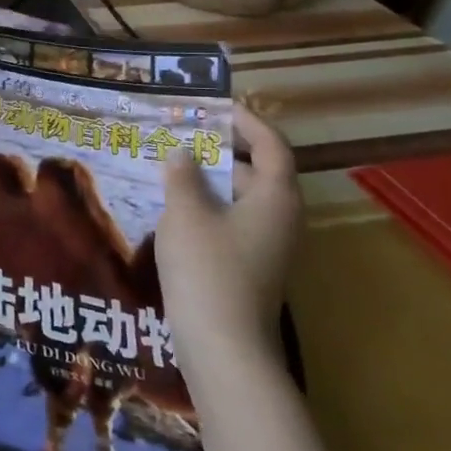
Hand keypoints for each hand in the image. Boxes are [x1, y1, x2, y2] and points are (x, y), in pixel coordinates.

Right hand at [158, 103, 302, 365]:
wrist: (223, 344)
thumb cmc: (207, 268)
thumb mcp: (186, 212)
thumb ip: (182, 176)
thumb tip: (182, 153)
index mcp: (275, 197)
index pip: (272, 145)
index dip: (247, 121)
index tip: (216, 106)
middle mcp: (281, 218)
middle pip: (257, 171)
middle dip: (221, 150)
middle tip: (181, 134)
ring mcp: (268, 246)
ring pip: (241, 199)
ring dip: (210, 180)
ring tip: (169, 167)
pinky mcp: (250, 266)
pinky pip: (232, 222)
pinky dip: (207, 207)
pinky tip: (172, 209)